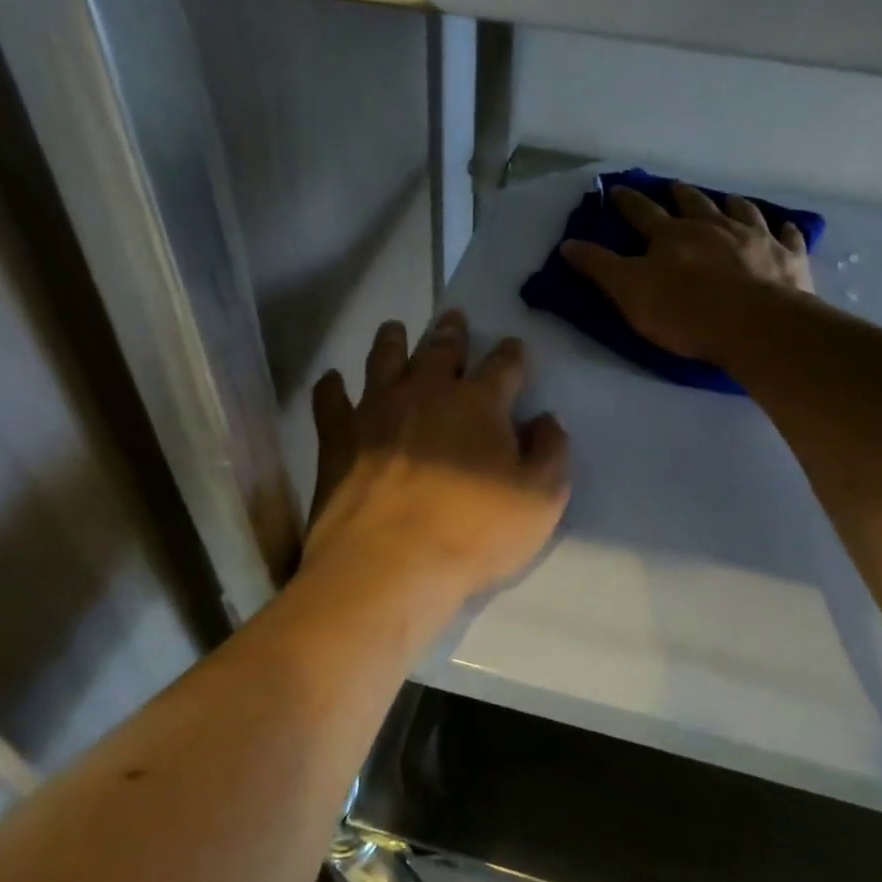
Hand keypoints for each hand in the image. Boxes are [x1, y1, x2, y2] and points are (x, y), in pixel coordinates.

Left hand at [306, 311, 570, 600]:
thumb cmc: (472, 533)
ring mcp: (376, 410)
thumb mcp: (540, 501)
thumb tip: (547, 419)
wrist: (388, 564)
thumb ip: (551, 453)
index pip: (503, 365)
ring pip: (384, 359)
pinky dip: (331, 387)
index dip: (512, 353)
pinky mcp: (337, 437)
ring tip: (394, 328)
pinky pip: (330, 400)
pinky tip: (332, 380)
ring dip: (392, 340)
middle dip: (452, 332)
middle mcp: (426, 392)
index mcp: (479, 403)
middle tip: (454, 317)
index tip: (515, 346)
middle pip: (441, 349)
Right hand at [561, 182, 811, 362]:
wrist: (754, 325)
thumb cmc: (684, 312)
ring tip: (728, 199)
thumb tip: (568, 244)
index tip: (618, 189)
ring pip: (741, 212)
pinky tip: (785, 226)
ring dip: (731, 204)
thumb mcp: (629, 291)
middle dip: (680, 195)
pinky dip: (784, 230)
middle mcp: (713, 227)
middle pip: (694, 204)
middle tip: (674, 186)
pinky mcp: (786, 258)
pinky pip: (786, 237)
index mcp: (671, 235)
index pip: (642, 213)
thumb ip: (599, 267)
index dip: (627, 202)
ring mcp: (754, 238)